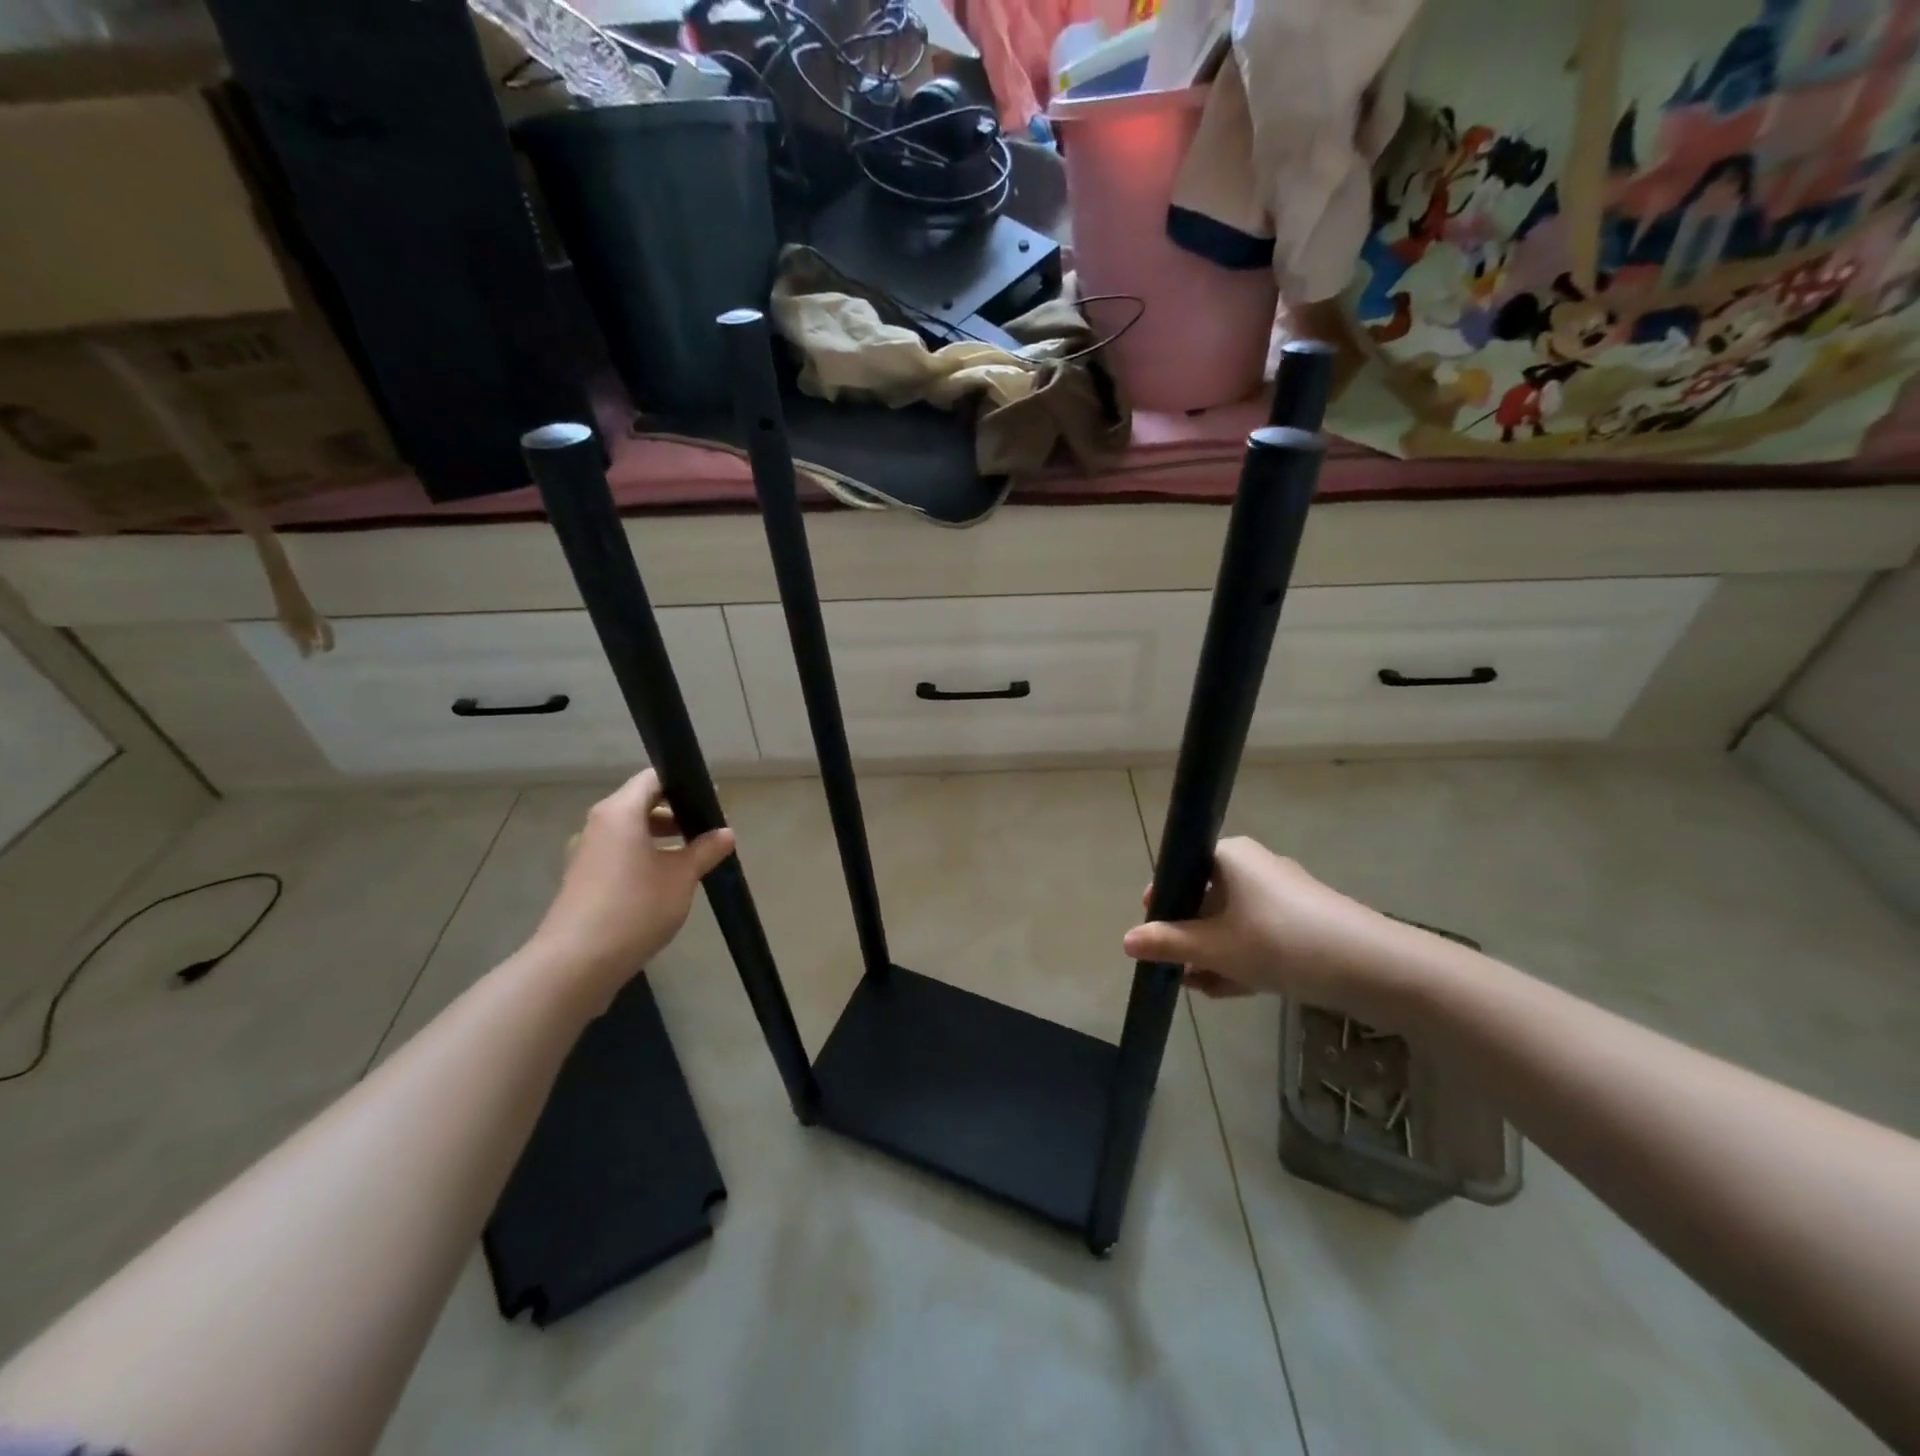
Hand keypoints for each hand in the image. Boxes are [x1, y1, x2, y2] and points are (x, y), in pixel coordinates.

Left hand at [526, 769, 735, 1003]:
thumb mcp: (682, 877)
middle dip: (675, 814)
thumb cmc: (635, 908)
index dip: (683, 783)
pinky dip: (642, 857)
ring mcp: (585, 853)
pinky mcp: (581, 879)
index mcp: (619, 812)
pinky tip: (663, 882)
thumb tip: (726, 833)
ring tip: (691, 858)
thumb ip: (705, 850)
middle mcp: (597, 825)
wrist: (577, 962)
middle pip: (640, 804)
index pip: (653, 779)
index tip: (710, 800)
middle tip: (707, 830)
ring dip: (659, 838)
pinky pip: (618, 854)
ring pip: (629, 831)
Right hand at [1123, 837, 1421, 1024]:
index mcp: (1228, 855)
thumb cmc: (1280, 942)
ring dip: (1212, 953)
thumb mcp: (1215, 947)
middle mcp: (1253, 866)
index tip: (1151, 935)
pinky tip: (1225, 990)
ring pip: (1232, 921)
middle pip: (1205, 898)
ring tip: (1196, 987)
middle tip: (1173, 968)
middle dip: (1187, 936)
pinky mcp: (1304, 921)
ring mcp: (1282, 894)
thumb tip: (1126, 940)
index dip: (1162, 903)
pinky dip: (1240, 957)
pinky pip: (1258, 934)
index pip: (1181, 870)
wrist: (1373, 966)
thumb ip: (1168, 943)